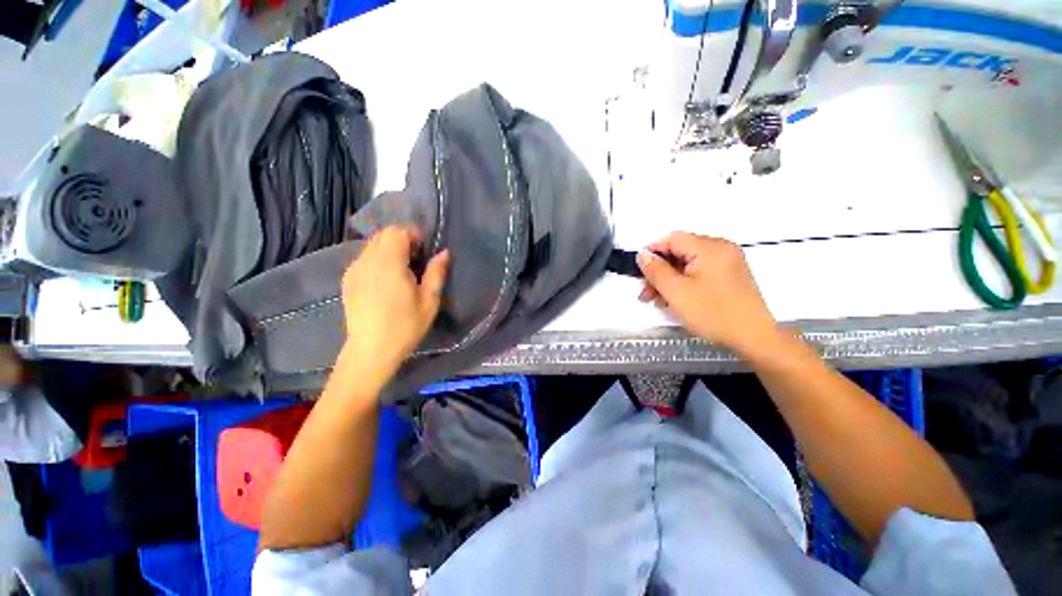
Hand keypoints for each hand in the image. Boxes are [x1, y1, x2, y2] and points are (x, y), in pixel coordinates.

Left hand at [341, 227, 448, 379]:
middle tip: (415, 261)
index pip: (397, 232)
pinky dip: (376, 260)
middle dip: (401, 240)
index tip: (423, 252)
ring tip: (401, 271)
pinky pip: (363, 258)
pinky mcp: (347, 280)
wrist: (371, 350)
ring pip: (372, 245)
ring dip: (388, 249)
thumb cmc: (406, 326)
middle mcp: (367, 261)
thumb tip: (444, 253)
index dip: (412, 235)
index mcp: (389, 264)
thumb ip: (437, 273)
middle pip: (383, 235)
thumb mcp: (430, 301)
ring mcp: (354, 270)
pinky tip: (385, 281)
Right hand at [636, 232, 779, 357]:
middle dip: (659, 271)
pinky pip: (699, 272)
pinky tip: (674, 299)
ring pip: (688, 264)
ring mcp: (727, 262)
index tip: (638, 270)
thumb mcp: (676, 292)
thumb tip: (642, 254)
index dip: (652, 252)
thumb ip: (656, 270)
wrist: (753, 337)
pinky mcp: (729, 275)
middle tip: (645, 291)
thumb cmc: (712, 313)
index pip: (672, 239)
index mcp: (710, 248)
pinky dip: (684, 282)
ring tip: (656, 299)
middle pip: (680, 252)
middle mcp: (721, 249)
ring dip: (669, 279)